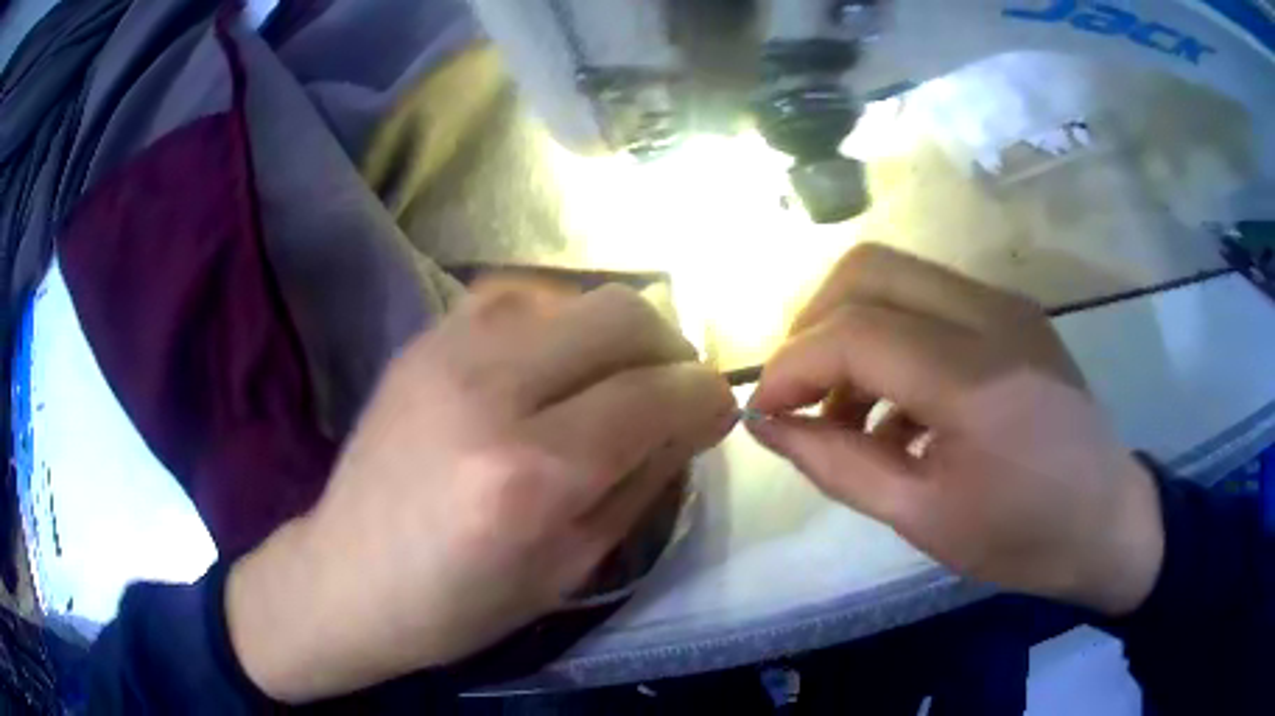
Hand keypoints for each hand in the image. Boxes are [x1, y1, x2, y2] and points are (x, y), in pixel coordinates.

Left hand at [225, 279, 735, 702]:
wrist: (346, 576)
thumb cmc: (459, 602)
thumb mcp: (573, 566)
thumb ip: (646, 480)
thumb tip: (696, 416)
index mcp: (532, 473)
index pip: (657, 393)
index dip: (707, 395)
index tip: (719, 408)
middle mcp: (490, 390)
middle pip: (623, 315)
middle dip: (671, 348)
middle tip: (671, 391)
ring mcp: (447, 350)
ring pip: (574, 294)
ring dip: (614, 334)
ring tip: (611, 381)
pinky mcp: (424, 338)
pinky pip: (519, 299)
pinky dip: (558, 325)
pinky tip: (550, 368)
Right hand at [747, 244, 1163, 615]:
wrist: (1108, 521)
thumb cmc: (1022, 537)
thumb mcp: (922, 519)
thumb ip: (836, 464)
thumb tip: (766, 424)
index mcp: (975, 379)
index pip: (855, 331)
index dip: (792, 365)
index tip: (765, 412)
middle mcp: (991, 315)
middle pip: (869, 269)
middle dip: (813, 324)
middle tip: (799, 391)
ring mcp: (1006, 305)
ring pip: (897, 274)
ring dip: (852, 327)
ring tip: (845, 408)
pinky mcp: (1013, 312)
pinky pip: (930, 298)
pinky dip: (891, 336)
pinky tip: (895, 405)